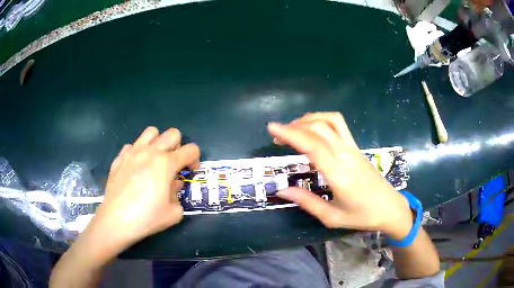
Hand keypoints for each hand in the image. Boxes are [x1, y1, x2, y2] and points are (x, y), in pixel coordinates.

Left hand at [91, 127, 199, 252]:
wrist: (116, 220)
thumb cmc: (147, 218)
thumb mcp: (173, 213)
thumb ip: (178, 195)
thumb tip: (173, 184)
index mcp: (166, 163)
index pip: (190, 150)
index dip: (195, 159)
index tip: (190, 172)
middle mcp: (150, 152)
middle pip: (172, 133)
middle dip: (179, 146)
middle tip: (174, 164)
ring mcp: (132, 152)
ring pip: (151, 132)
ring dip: (158, 142)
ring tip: (155, 160)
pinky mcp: (120, 157)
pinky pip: (133, 146)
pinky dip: (138, 152)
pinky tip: (136, 168)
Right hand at [268, 112, 412, 238]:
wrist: (390, 207)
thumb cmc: (362, 216)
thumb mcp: (331, 217)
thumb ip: (306, 202)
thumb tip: (282, 190)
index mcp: (339, 174)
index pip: (313, 146)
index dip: (291, 134)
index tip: (272, 128)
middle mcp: (346, 155)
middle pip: (320, 128)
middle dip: (295, 126)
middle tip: (277, 136)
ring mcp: (353, 149)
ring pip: (331, 121)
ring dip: (310, 119)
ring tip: (294, 129)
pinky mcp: (357, 148)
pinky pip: (339, 125)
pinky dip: (322, 121)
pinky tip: (314, 131)